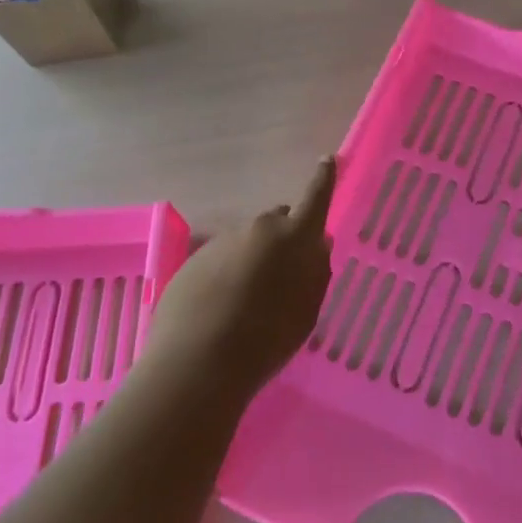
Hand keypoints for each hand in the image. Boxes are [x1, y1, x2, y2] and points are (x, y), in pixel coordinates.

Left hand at [140, 157, 336, 411]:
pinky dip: (226, 275)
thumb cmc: (267, 340)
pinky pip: (220, 259)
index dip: (324, 179)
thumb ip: (316, 271)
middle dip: (283, 238)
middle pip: (278, 221)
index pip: (316, 197)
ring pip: (247, 242)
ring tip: (248, 304)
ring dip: (253, 260)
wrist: (198, 363)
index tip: (328, 160)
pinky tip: (221, 310)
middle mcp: (259, 228)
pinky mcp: (193, 259)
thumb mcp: (306, 311)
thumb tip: (318, 244)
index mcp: (294, 236)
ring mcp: (222, 241)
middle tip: (283, 275)